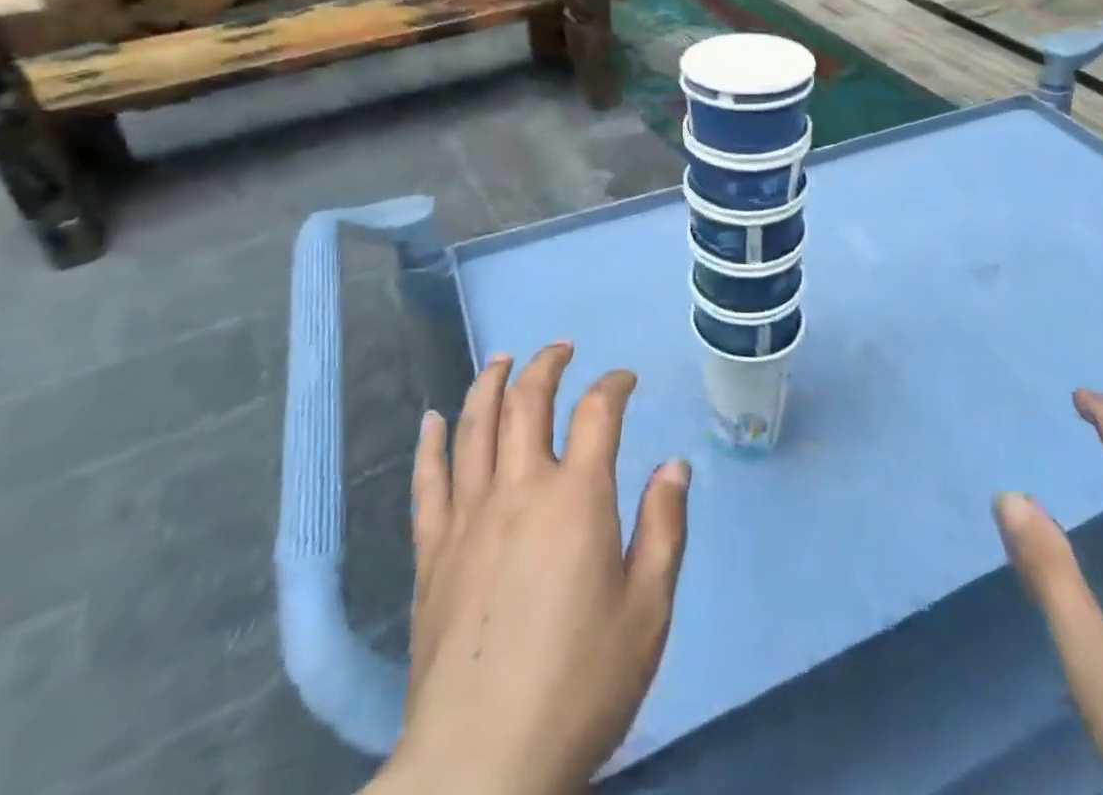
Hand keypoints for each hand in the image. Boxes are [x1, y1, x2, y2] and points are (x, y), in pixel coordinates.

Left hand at [374, 345, 689, 794]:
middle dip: (546, 366)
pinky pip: (428, 481)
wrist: (482, 764)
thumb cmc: (581, 685)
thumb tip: (674, 463)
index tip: (624, 379)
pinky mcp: (432, 552)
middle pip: (527, 402)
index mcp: (577, 498)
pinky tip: (431, 419)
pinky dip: (431, 443)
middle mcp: (520, 489)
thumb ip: (664, 527)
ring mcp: (469, 516)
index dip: (613, 385)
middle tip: (561, 349)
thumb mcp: (647, 610)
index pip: (597, 412)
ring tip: (501, 360)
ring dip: (489, 384)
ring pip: (474, 426)